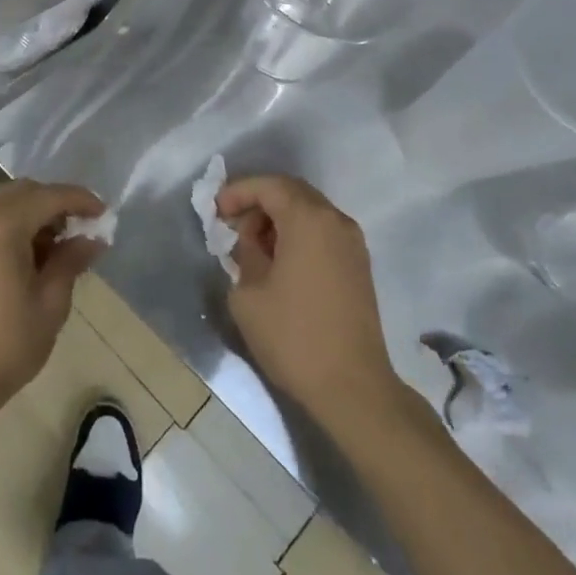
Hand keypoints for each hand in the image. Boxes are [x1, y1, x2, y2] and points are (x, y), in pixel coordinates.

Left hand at [0, 181, 107, 415]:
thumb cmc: (4, 344)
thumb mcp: (50, 303)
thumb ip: (71, 261)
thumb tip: (93, 238)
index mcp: (0, 223)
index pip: (49, 196)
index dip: (80, 200)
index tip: (104, 213)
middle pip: (25, 192)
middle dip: (56, 204)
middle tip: (82, 230)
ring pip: (6, 202)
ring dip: (34, 213)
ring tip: (57, 246)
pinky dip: (12, 223)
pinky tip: (28, 253)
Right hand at [220, 175, 412, 440]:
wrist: (354, 388)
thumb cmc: (294, 337)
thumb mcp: (248, 293)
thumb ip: (244, 253)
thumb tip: (252, 243)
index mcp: (308, 219)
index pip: (268, 185)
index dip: (238, 191)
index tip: (216, 211)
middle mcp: (335, 221)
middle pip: (291, 192)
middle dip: (258, 201)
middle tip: (232, 223)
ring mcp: (352, 243)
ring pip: (308, 211)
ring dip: (278, 218)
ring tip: (252, 246)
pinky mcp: (359, 266)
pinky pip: (322, 232)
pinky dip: (297, 234)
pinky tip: (279, 261)